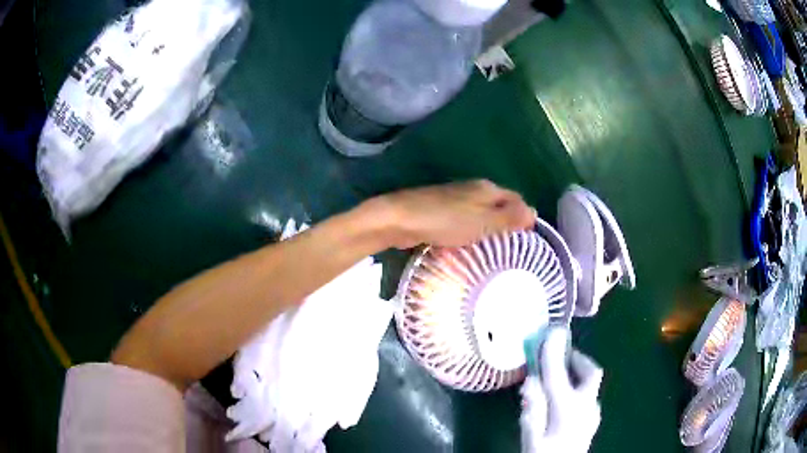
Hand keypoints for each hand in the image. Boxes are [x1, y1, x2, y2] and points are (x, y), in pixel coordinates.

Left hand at [365, 180, 534, 248]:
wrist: (401, 218)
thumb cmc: (446, 221)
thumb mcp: (484, 221)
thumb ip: (509, 217)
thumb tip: (534, 212)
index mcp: (487, 188)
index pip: (516, 199)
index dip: (524, 216)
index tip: (528, 239)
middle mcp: (473, 189)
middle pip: (498, 205)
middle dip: (507, 224)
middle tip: (513, 248)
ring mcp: (455, 199)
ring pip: (480, 214)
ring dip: (488, 229)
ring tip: (494, 251)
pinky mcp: (440, 211)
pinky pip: (464, 221)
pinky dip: (471, 232)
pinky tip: (469, 245)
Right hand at [520, 328, 602, 452]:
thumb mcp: (531, 436)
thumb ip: (532, 407)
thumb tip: (531, 380)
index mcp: (568, 409)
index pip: (559, 373)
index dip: (553, 351)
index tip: (551, 331)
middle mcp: (586, 406)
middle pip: (590, 372)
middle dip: (576, 358)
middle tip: (558, 355)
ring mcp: (593, 412)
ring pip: (589, 383)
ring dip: (576, 372)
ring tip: (556, 375)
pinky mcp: (592, 419)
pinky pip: (587, 394)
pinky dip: (576, 386)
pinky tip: (562, 397)